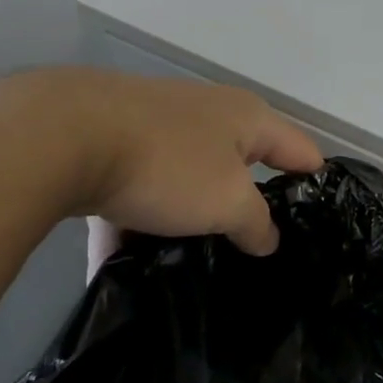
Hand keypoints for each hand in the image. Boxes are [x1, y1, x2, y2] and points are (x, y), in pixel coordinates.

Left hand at [0, 69, 322, 255]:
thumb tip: (267, 238)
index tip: (318, 221)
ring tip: (187, 265)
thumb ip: (255, 223)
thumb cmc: (168, 164)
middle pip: (241, 164)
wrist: (64, 136)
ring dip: (186, 219)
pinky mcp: (114, 142)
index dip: (314, 182)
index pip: (299, 149)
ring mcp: (159, 125)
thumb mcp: (227, 201)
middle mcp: (209, 114)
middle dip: (246, 206)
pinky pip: (136, 190)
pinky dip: (133, 223)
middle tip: (253, 252)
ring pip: (185, 180)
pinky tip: (119, 268)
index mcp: (247, 118)